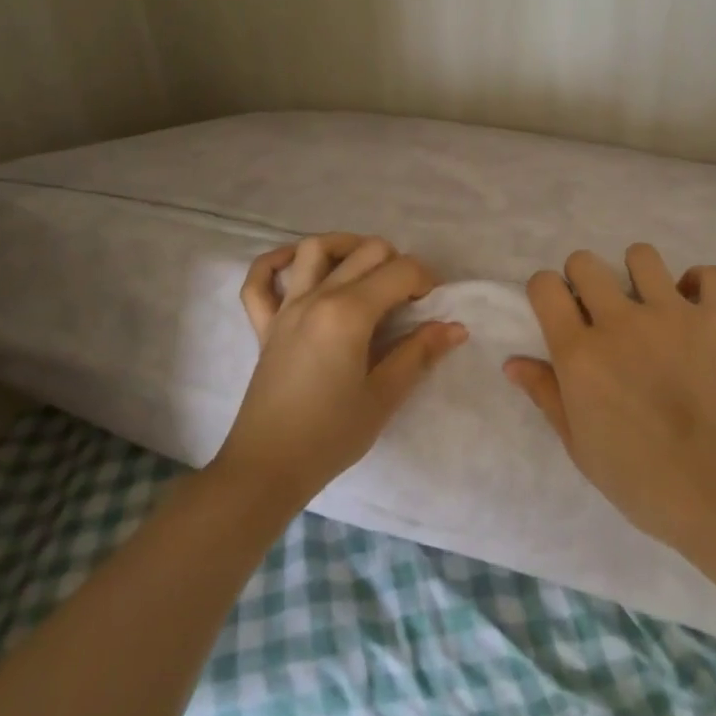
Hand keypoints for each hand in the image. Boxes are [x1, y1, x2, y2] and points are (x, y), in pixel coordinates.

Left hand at [217, 233, 466, 506]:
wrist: (267, 468)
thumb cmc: (331, 435)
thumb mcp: (384, 396)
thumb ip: (419, 353)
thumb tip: (455, 327)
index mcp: (349, 313)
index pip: (400, 271)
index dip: (426, 281)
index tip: (433, 307)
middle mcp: (317, 297)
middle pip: (366, 251)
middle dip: (397, 263)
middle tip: (407, 298)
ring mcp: (286, 307)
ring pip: (315, 248)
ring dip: (346, 247)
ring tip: (366, 270)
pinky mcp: (264, 324)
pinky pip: (260, 279)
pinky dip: (277, 262)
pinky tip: (299, 266)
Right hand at [503, 244, 715, 552]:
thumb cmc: (644, 481)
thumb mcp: (581, 447)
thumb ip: (547, 396)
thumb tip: (513, 362)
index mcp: (580, 353)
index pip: (545, 286)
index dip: (547, 292)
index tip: (559, 310)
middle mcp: (620, 321)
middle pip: (586, 262)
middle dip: (585, 278)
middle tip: (602, 310)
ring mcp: (673, 313)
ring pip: (642, 255)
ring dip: (640, 275)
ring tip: (652, 304)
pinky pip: (708, 275)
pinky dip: (701, 287)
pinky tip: (699, 310)